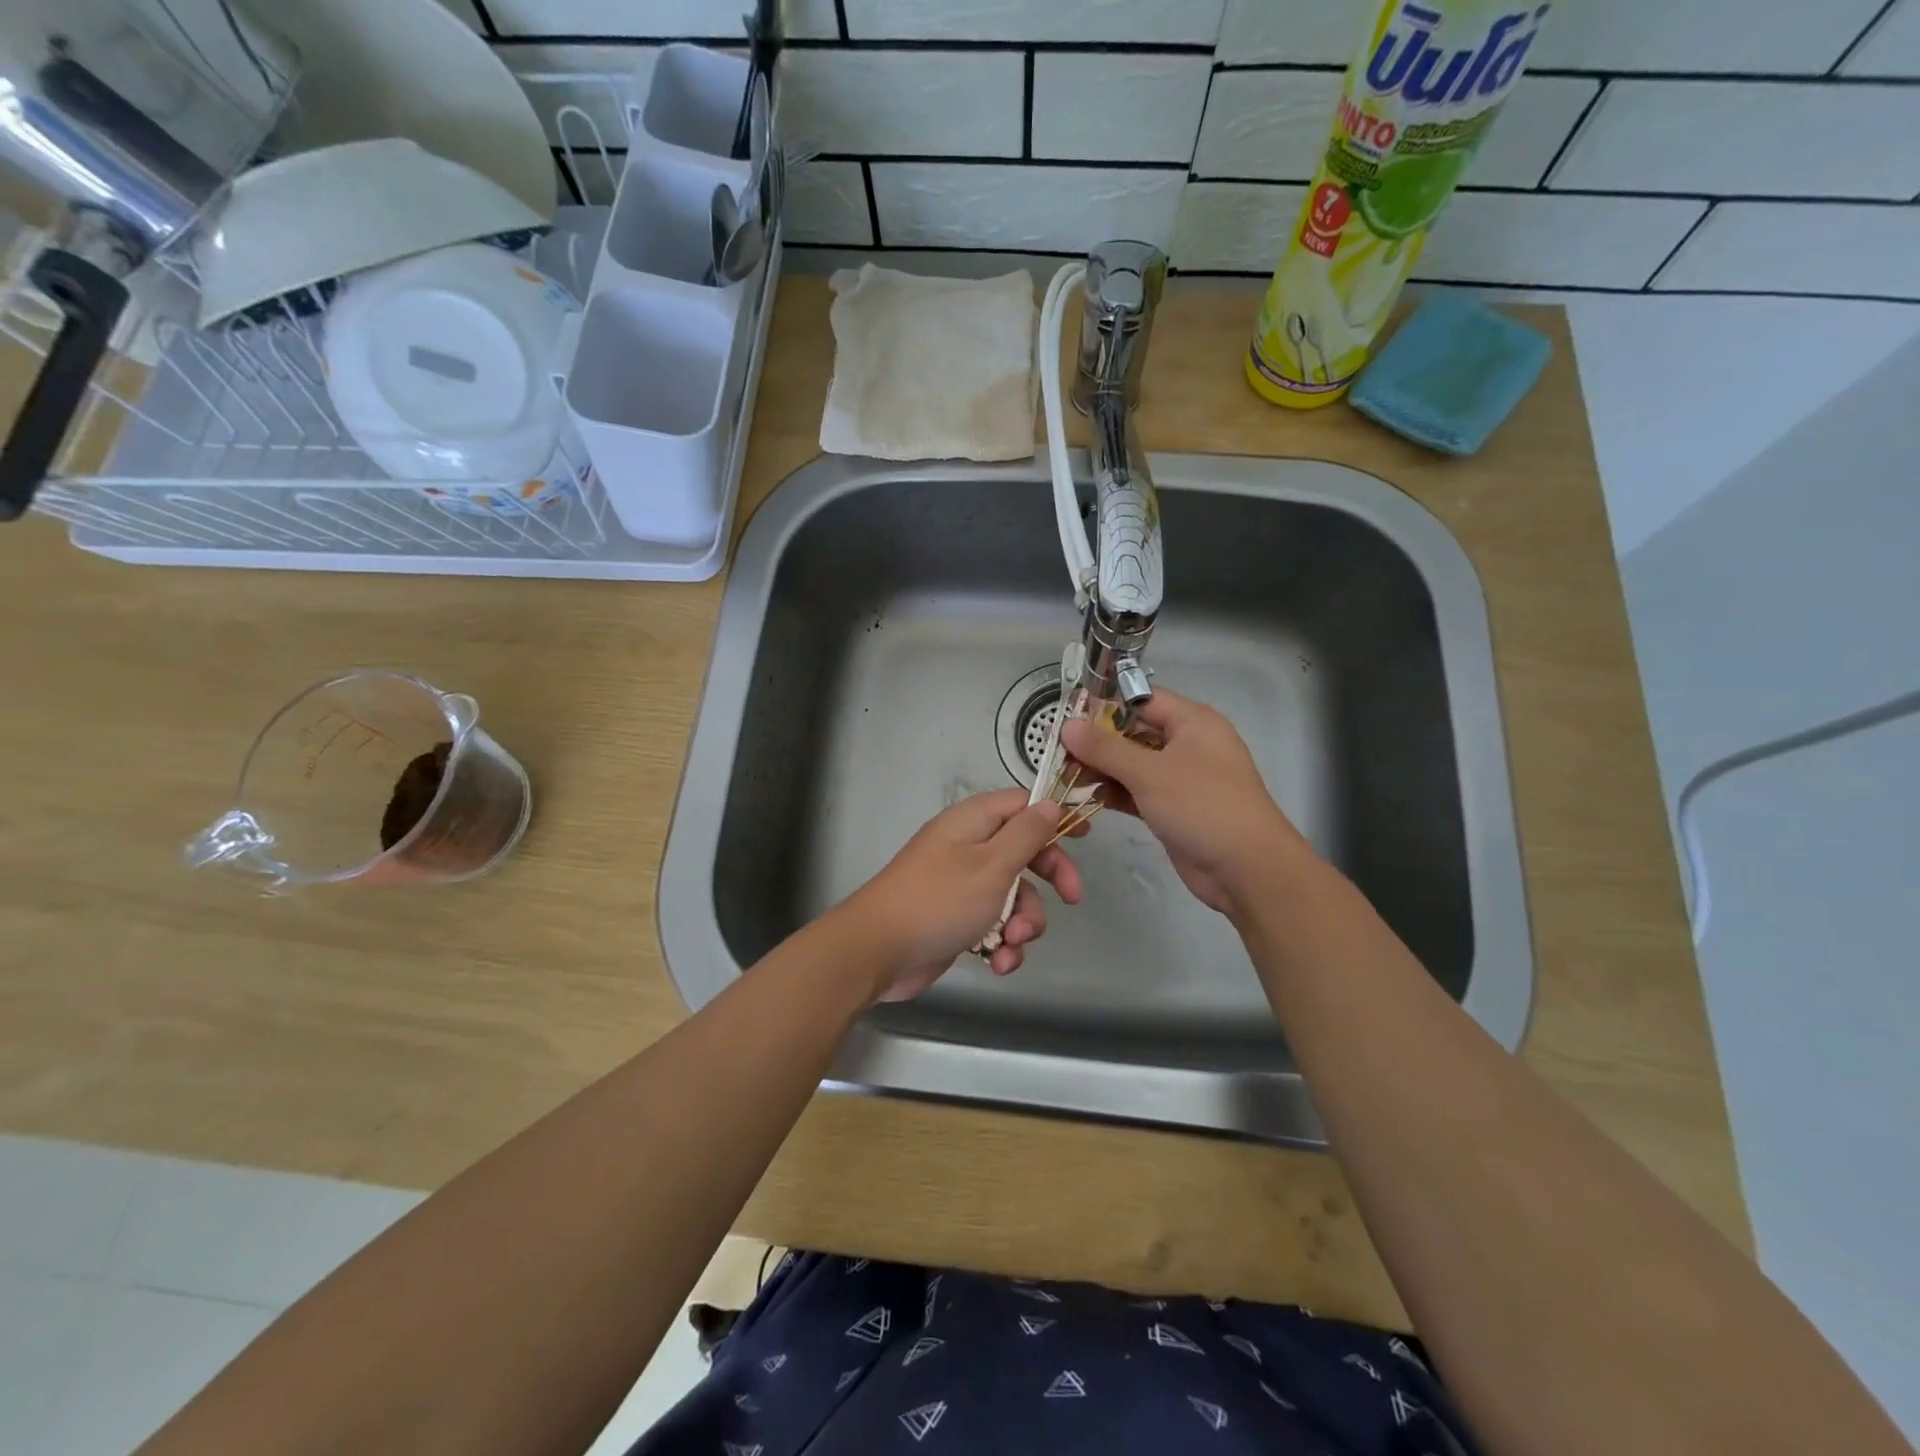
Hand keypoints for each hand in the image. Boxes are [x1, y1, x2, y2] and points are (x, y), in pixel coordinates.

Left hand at [840, 788, 1084, 1001]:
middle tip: (1071, 899)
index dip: (1054, 817)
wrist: (878, 950)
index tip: (1084, 836)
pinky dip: (1001, 943)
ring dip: (1022, 923)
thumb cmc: (940, 900)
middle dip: (1047, 880)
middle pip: (1023, 852)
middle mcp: (967, 847)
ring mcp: (960, 884)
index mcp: (973, 822)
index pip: (1022, 805)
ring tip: (1011, 943)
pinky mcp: (956, 919)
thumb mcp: (992, 864)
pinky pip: (992, 924)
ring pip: (1012, 896)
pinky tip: (998, 963)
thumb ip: (1026, 834)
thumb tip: (1049, 803)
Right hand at [1060, 688, 1313, 916]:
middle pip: (1134, 732)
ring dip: (1103, 769)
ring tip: (1067, 776)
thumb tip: (1067, 725)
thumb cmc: (1202, 806)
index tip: (1067, 718)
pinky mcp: (1174, 808)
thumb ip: (1105, 748)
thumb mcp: (1150, 772)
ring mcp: (1182, 778)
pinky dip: (1116, 793)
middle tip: (1059, 753)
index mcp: (1192, 722)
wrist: (1247, 869)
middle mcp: (1188, 744)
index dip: (1105, 706)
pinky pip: (1139, 791)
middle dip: (1097, 742)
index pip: (1142, 700)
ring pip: (1134, 764)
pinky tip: (1089, 798)